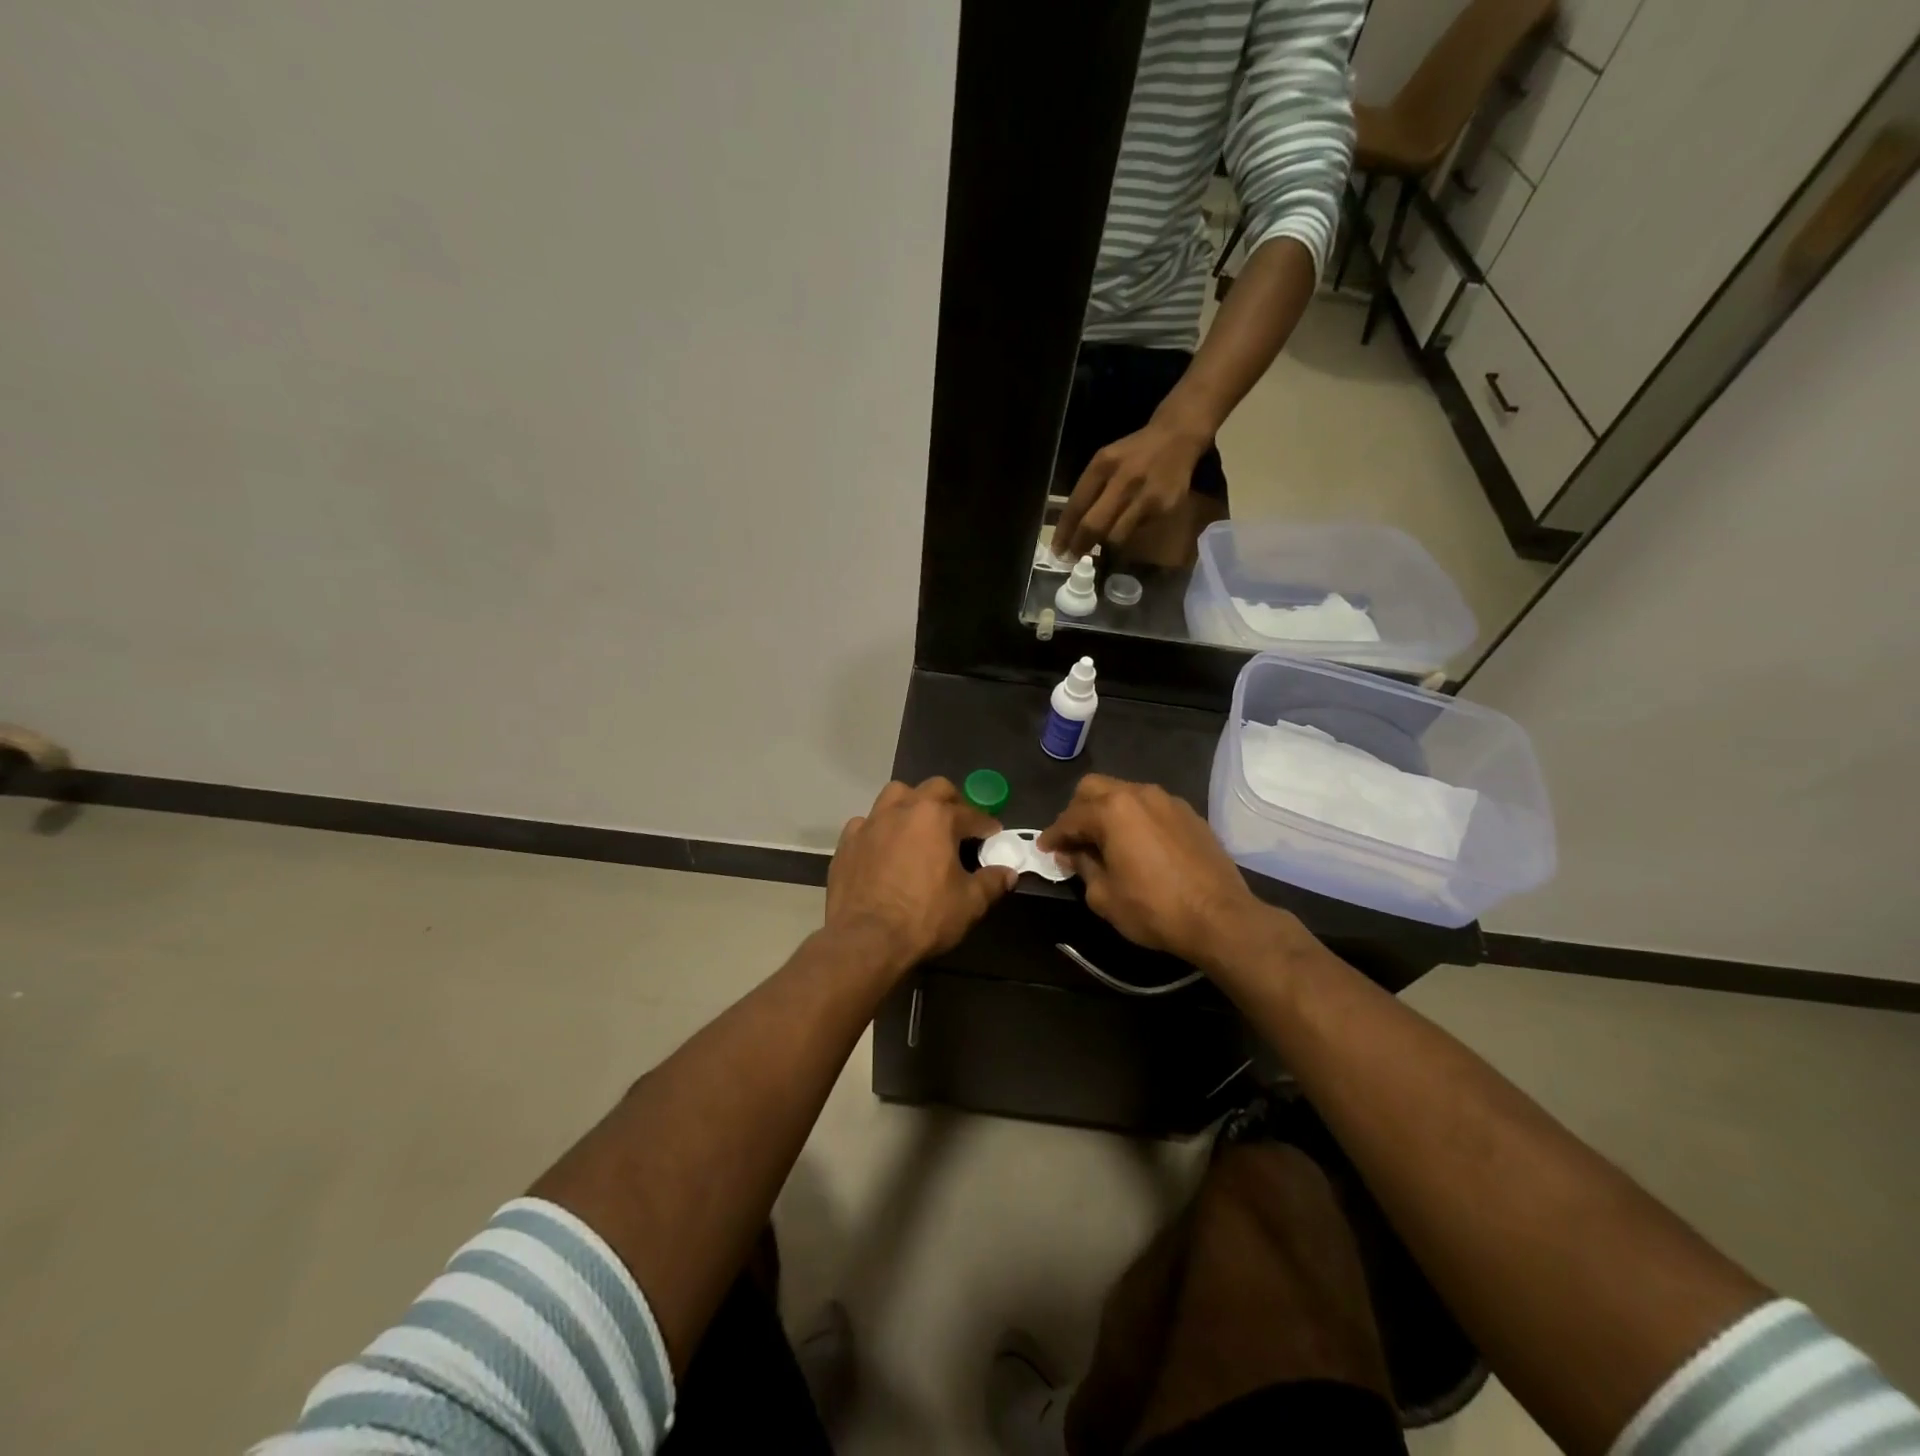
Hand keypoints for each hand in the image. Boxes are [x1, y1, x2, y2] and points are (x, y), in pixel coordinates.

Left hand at [826, 778, 1016, 976]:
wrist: (864, 939)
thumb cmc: (924, 917)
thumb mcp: (969, 903)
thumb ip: (991, 882)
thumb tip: (1008, 873)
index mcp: (936, 818)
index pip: (970, 814)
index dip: (986, 824)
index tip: (993, 834)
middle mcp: (903, 810)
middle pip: (933, 789)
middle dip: (951, 801)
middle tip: (959, 823)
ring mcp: (871, 823)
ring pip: (895, 795)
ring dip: (912, 804)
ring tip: (919, 826)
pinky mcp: (847, 842)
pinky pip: (866, 823)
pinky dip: (880, 829)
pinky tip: (884, 847)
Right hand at [1038, 775, 1294, 966]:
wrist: (1220, 918)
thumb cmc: (1154, 908)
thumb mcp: (1104, 896)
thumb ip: (1082, 867)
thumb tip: (1072, 853)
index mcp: (1112, 810)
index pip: (1070, 817)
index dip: (1053, 835)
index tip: (1044, 849)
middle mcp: (1139, 794)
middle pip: (1094, 788)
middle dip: (1077, 811)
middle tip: (1073, 840)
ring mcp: (1168, 800)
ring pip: (1124, 793)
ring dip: (1107, 811)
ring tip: (1104, 841)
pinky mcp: (1189, 814)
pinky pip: (1150, 806)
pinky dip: (1135, 818)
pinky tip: (1137, 844)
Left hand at [1052, 413, 1211, 559]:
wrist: (1177, 437)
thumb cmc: (1134, 453)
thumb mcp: (1106, 461)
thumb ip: (1090, 490)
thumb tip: (1072, 529)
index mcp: (1103, 465)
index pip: (1076, 506)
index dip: (1064, 532)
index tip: (1058, 551)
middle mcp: (1123, 479)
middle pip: (1094, 525)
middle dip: (1080, 546)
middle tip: (1072, 558)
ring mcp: (1146, 495)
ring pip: (1116, 536)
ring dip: (1105, 544)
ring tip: (1100, 546)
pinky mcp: (1165, 507)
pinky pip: (1138, 531)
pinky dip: (1129, 533)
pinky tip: (1129, 526)